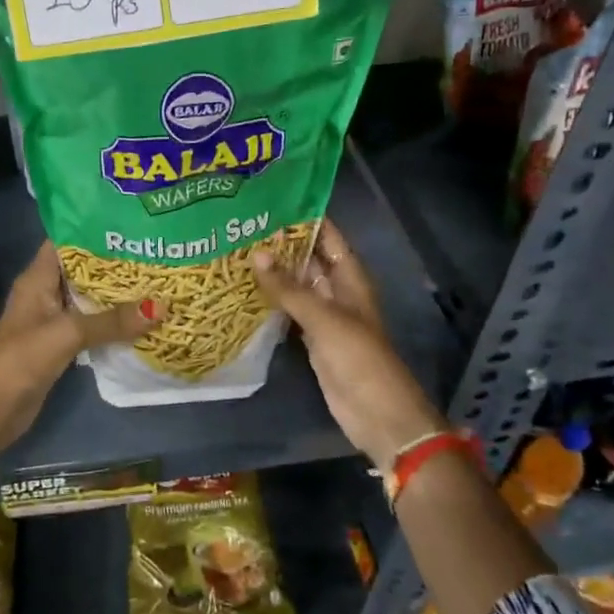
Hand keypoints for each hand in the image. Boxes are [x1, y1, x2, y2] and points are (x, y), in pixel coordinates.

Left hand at [0, 241, 164, 445]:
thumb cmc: (22, 358)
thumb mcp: (68, 333)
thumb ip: (112, 320)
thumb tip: (162, 307)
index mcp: (38, 278)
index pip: (66, 241)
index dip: (95, 229)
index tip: (130, 224)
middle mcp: (44, 293)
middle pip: (82, 269)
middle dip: (115, 262)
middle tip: (154, 251)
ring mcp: (52, 320)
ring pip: (89, 298)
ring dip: (116, 294)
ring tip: (156, 279)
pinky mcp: (60, 345)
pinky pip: (91, 325)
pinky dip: (112, 321)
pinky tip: (141, 318)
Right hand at [253, 222, 446, 472]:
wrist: (377, 413)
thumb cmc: (358, 358)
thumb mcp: (324, 318)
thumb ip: (289, 288)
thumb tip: (256, 252)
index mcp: (350, 278)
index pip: (328, 236)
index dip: (305, 217)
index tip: (271, 199)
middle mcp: (338, 291)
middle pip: (309, 258)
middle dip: (282, 243)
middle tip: (242, 223)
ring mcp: (325, 315)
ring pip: (298, 284)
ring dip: (274, 271)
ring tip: (236, 248)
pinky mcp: (312, 338)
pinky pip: (290, 310)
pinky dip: (272, 300)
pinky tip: (245, 289)